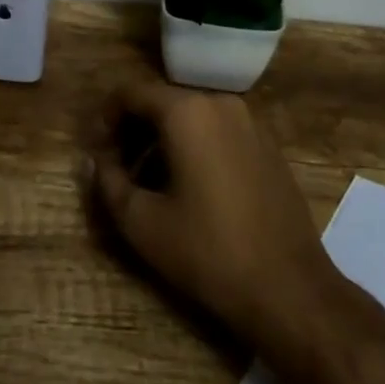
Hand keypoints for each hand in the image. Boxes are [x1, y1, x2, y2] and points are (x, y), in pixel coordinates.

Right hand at [87, 79, 337, 356]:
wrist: (290, 290)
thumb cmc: (208, 251)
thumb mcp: (142, 223)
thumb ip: (107, 183)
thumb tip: (94, 161)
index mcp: (187, 111)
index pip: (131, 93)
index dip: (105, 118)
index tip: (94, 150)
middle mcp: (219, 103)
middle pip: (162, 102)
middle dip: (132, 130)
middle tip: (115, 168)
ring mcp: (249, 123)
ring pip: (191, 117)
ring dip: (161, 140)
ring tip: (147, 182)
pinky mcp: (268, 146)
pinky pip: (217, 132)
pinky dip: (193, 147)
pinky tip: (187, 189)